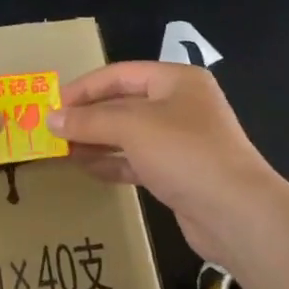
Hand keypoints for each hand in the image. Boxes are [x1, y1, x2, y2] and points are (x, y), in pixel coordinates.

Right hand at [50, 62, 288, 266]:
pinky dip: (112, 162)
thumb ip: (89, 121)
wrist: (237, 214)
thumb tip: (51, 119)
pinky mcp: (179, 173)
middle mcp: (181, 105)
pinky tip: (86, 168)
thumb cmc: (185, 153)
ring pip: (129, 134)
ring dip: (96, 140)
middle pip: (124, 104)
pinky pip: (137, 160)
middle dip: (88, 116)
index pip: (120, 74)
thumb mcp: (132, 127)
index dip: (84, 87)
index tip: (52, 104)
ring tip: (62, 150)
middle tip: (52, 130)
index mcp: (176, 80)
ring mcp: (181, 141)